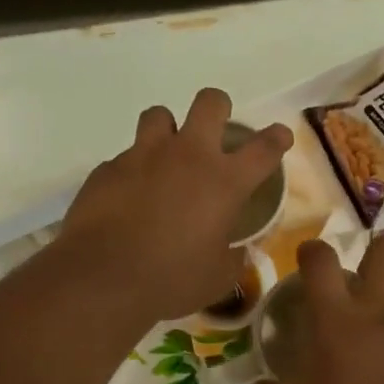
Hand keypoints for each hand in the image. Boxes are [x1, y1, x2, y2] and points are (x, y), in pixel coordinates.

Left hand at [64, 88, 292, 321]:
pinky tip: (127, 197)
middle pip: (210, 103)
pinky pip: (124, 156)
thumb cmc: (172, 280)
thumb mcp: (217, 278)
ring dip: (167, 130)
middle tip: (215, 129)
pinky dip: (132, 170)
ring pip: (159, 115)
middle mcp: (187, 156)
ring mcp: (143, 156)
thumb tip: (239, 252)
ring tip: (164, 156)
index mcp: (224, 182)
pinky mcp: (108, 168)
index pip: (263, 148)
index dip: (276, 138)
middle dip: (218, 109)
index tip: (280, 136)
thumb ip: (233, 258)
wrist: (103, 278)